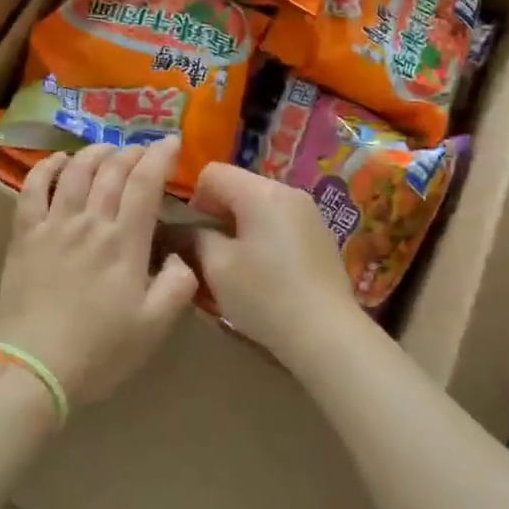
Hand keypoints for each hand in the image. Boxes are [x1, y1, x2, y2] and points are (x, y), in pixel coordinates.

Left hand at [0, 139, 197, 407]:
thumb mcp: (154, 327)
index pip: (145, 183)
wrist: (32, 368)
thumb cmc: (99, 351)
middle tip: (142, 150)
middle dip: (131, 153)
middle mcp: (89, 222)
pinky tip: (56, 161)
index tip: (172, 142)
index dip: (160, 156)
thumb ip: (178, 286)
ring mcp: (52, 225)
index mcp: (124, 242)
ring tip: (106, 150)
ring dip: (93, 154)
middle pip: (111, 171)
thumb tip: (181, 257)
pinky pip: (32, 188)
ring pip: (74, 172)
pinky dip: (46, 168)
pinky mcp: (24, 236)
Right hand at [188, 162, 361, 360]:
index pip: (212, 172)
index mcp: (262, 192)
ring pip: (259, 208)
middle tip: (210, 256)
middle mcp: (289, 192)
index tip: (193, 237)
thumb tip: (180, 230)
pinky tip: (266, 275)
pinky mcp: (320, 237)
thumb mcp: (216, 267)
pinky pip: (280, 224)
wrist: (327, 335)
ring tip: (237, 268)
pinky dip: (263, 240)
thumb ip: (192, 238)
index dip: (193, 200)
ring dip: (240, 230)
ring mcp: (310, 214)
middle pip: (238, 188)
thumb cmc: (265, 296)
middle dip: (217, 216)